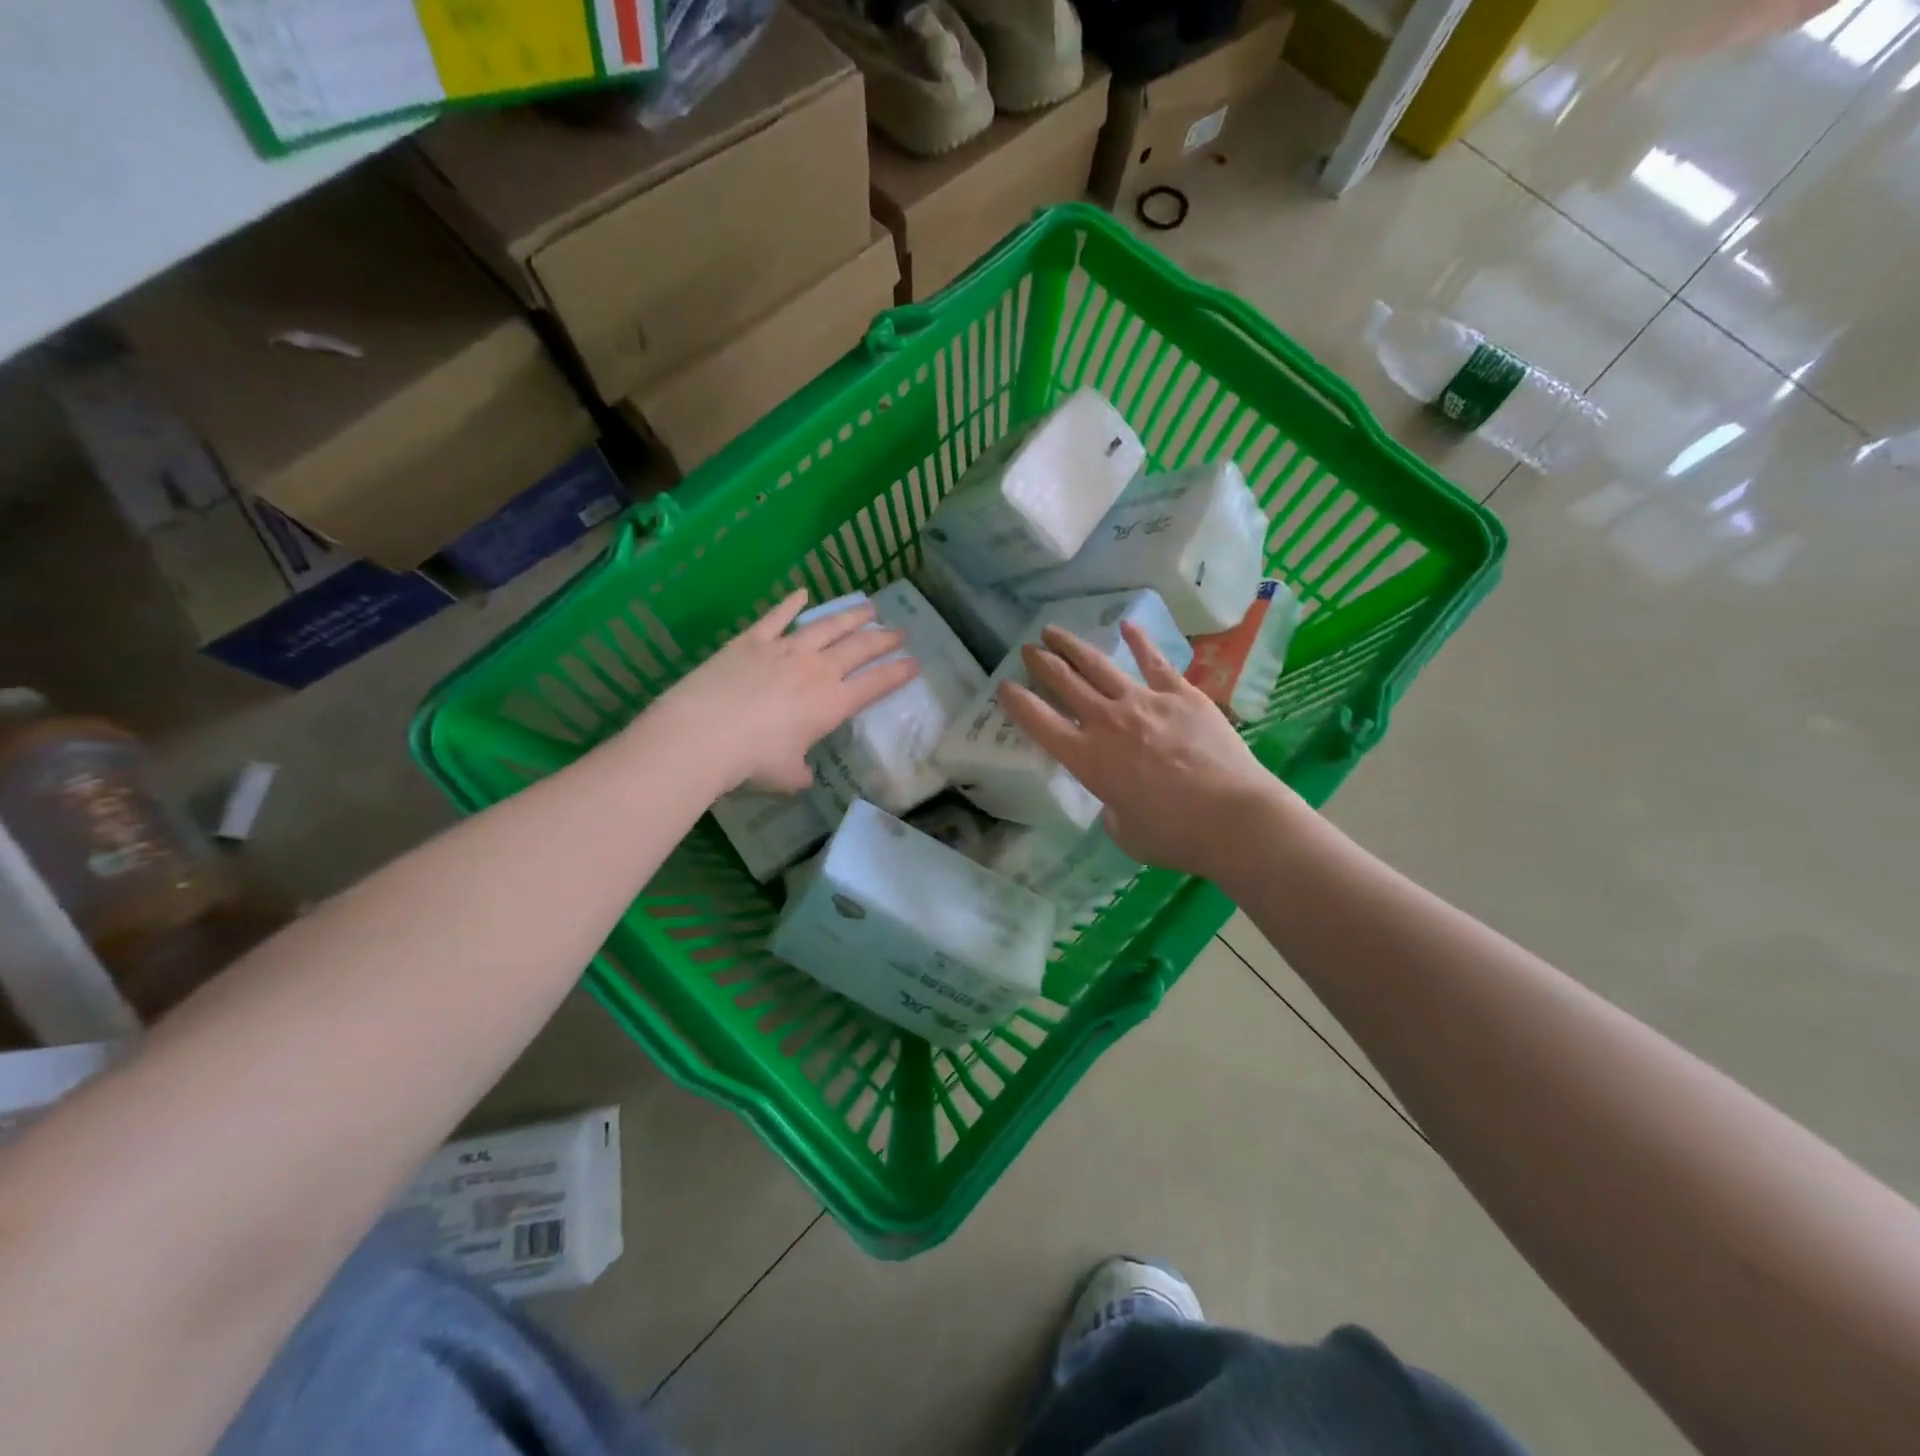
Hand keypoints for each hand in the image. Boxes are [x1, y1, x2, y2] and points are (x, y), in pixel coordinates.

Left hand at [650, 591, 917, 794]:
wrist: (702, 734)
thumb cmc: (751, 762)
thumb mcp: (787, 777)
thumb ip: (802, 772)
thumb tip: (803, 773)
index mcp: (832, 704)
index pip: (875, 684)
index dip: (898, 673)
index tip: (915, 663)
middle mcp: (816, 670)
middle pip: (858, 648)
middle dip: (884, 639)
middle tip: (900, 631)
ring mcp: (784, 650)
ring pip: (826, 626)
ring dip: (850, 616)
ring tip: (868, 608)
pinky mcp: (752, 640)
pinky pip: (777, 617)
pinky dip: (791, 604)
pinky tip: (803, 592)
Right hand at [998, 621, 1306, 881]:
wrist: (1232, 818)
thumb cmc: (1174, 836)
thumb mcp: (1125, 832)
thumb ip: (1112, 810)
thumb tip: (1119, 800)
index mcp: (1087, 759)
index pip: (1039, 722)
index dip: (1017, 702)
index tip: (1005, 686)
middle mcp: (1107, 722)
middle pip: (1065, 683)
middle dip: (1041, 663)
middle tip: (1027, 649)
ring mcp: (1144, 702)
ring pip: (1099, 665)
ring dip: (1073, 646)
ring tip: (1054, 631)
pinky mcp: (1181, 694)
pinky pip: (1154, 662)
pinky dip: (1139, 642)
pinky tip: (1127, 626)